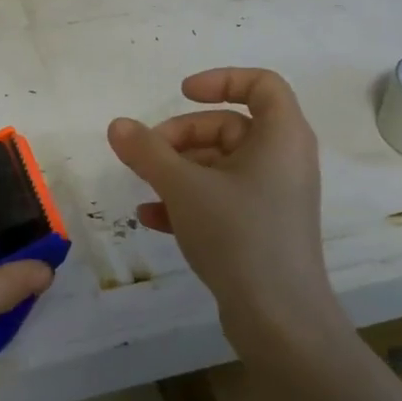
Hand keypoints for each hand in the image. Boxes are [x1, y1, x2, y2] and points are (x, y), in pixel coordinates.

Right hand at [107, 68, 338, 344]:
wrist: (279, 320)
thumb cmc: (238, 235)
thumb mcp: (183, 187)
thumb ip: (147, 152)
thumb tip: (118, 125)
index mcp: (282, 137)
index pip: (261, 84)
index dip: (221, 80)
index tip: (180, 94)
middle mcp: (283, 160)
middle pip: (229, 126)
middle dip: (182, 136)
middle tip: (147, 154)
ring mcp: (274, 197)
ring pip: (220, 165)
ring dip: (179, 170)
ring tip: (144, 187)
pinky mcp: (262, 228)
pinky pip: (222, 198)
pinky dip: (189, 200)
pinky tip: (151, 218)